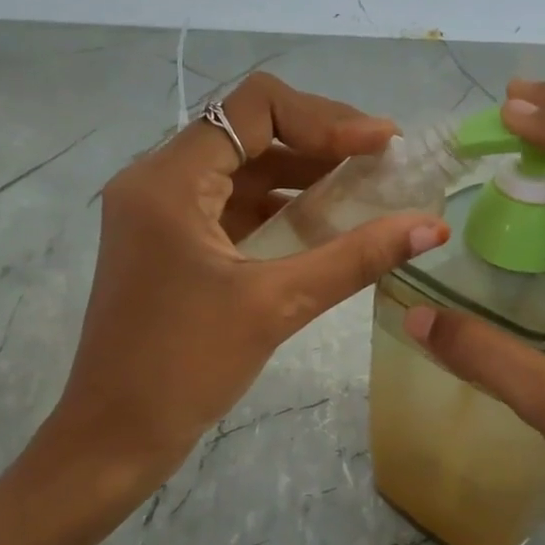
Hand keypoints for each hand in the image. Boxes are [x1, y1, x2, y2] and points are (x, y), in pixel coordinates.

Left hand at [53, 72, 448, 476]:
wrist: (113, 437)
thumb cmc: (184, 368)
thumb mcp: (275, 305)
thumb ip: (355, 258)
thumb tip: (431, 226)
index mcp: (168, 181)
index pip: (254, 107)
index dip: (325, 118)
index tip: (380, 145)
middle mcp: (157, 181)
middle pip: (249, 130)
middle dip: (320, 142)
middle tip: (383, 163)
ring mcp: (160, 212)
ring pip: (242, 168)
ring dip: (302, 175)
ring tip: (366, 190)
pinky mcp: (169, 241)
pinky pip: (231, 205)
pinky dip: (278, 208)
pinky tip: (324, 226)